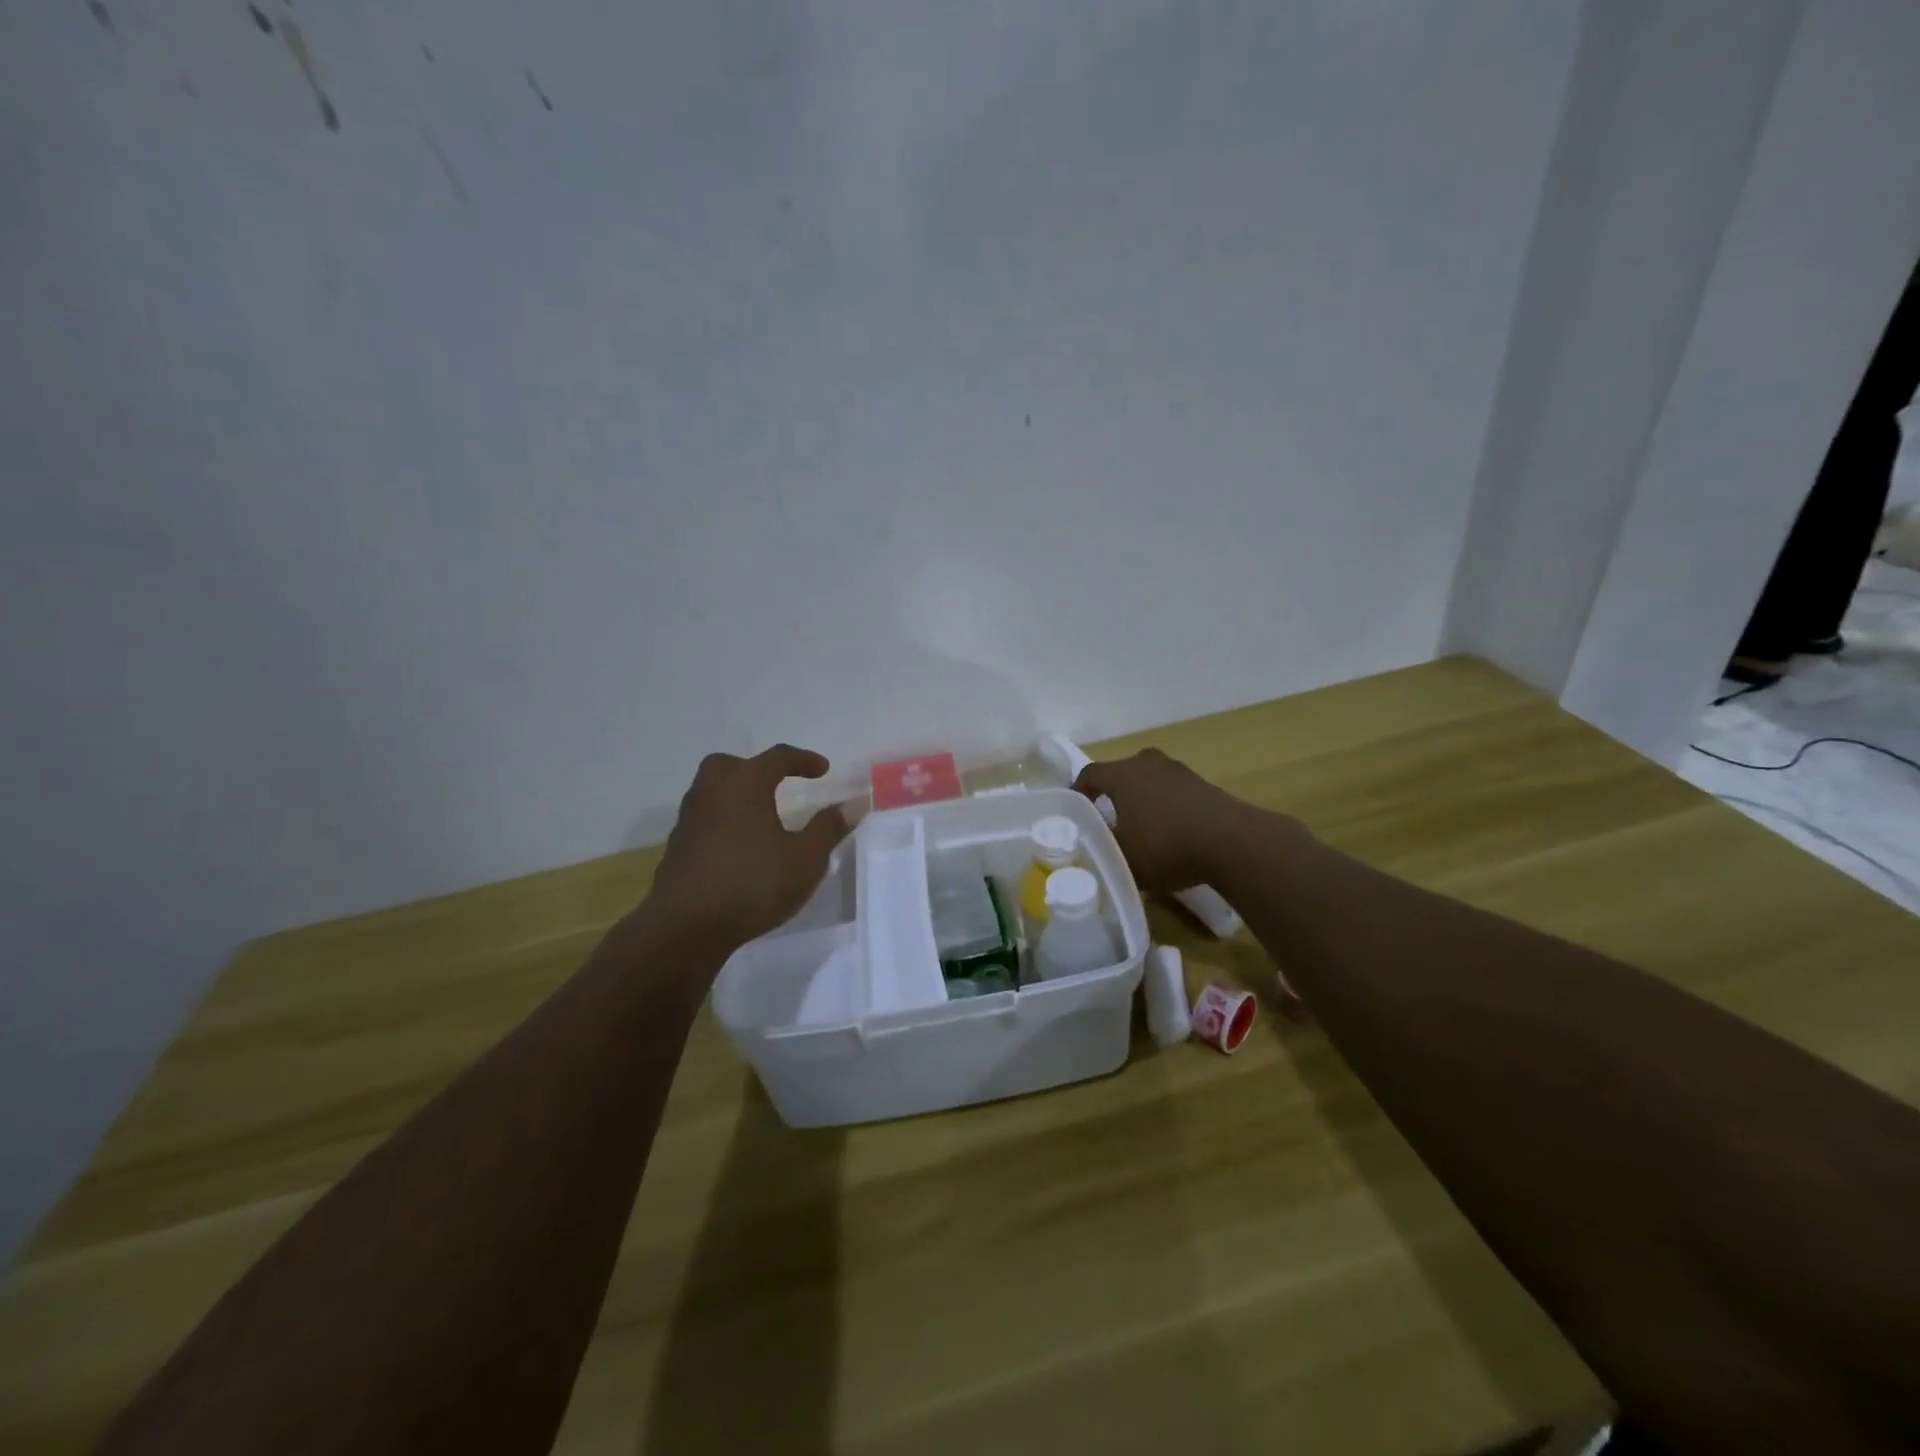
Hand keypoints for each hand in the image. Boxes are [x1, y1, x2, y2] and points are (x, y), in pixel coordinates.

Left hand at [648, 745, 850, 946]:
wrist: (685, 927)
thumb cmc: (752, 884)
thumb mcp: (805, 860)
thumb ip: (827, 829)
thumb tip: (847, 807)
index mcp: (745, 784)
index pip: (777, 757)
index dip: (803, 760)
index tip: (823, 769)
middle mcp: (712, 792)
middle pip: (731, 764)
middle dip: (756, 768)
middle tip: (777, 784)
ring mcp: (689, 820)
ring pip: (712, 791)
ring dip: (736, 796)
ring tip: (761, 817)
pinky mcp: (677, 848)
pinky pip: (704, 820)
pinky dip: (723, 822)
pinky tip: (740, 846)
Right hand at [1073, 748, 1257, 893]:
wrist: (1232, 842)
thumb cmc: (1166, 846)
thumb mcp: (1124, 858)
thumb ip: (1104, 851)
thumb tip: (1096, 848)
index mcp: (1122, 775)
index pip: (1089, 774)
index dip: (1079, 792)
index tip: (1076, 810)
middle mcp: (1147, 763)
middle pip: (1121, 773)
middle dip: (1112, 794)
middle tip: (1108, 818)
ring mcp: (1178, 771)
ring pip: (1149, 780)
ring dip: (1141, 799)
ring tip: (1141, 827)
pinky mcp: (1202, 784)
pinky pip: (1172, 791)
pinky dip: (1165, 806)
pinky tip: (1171, 832)